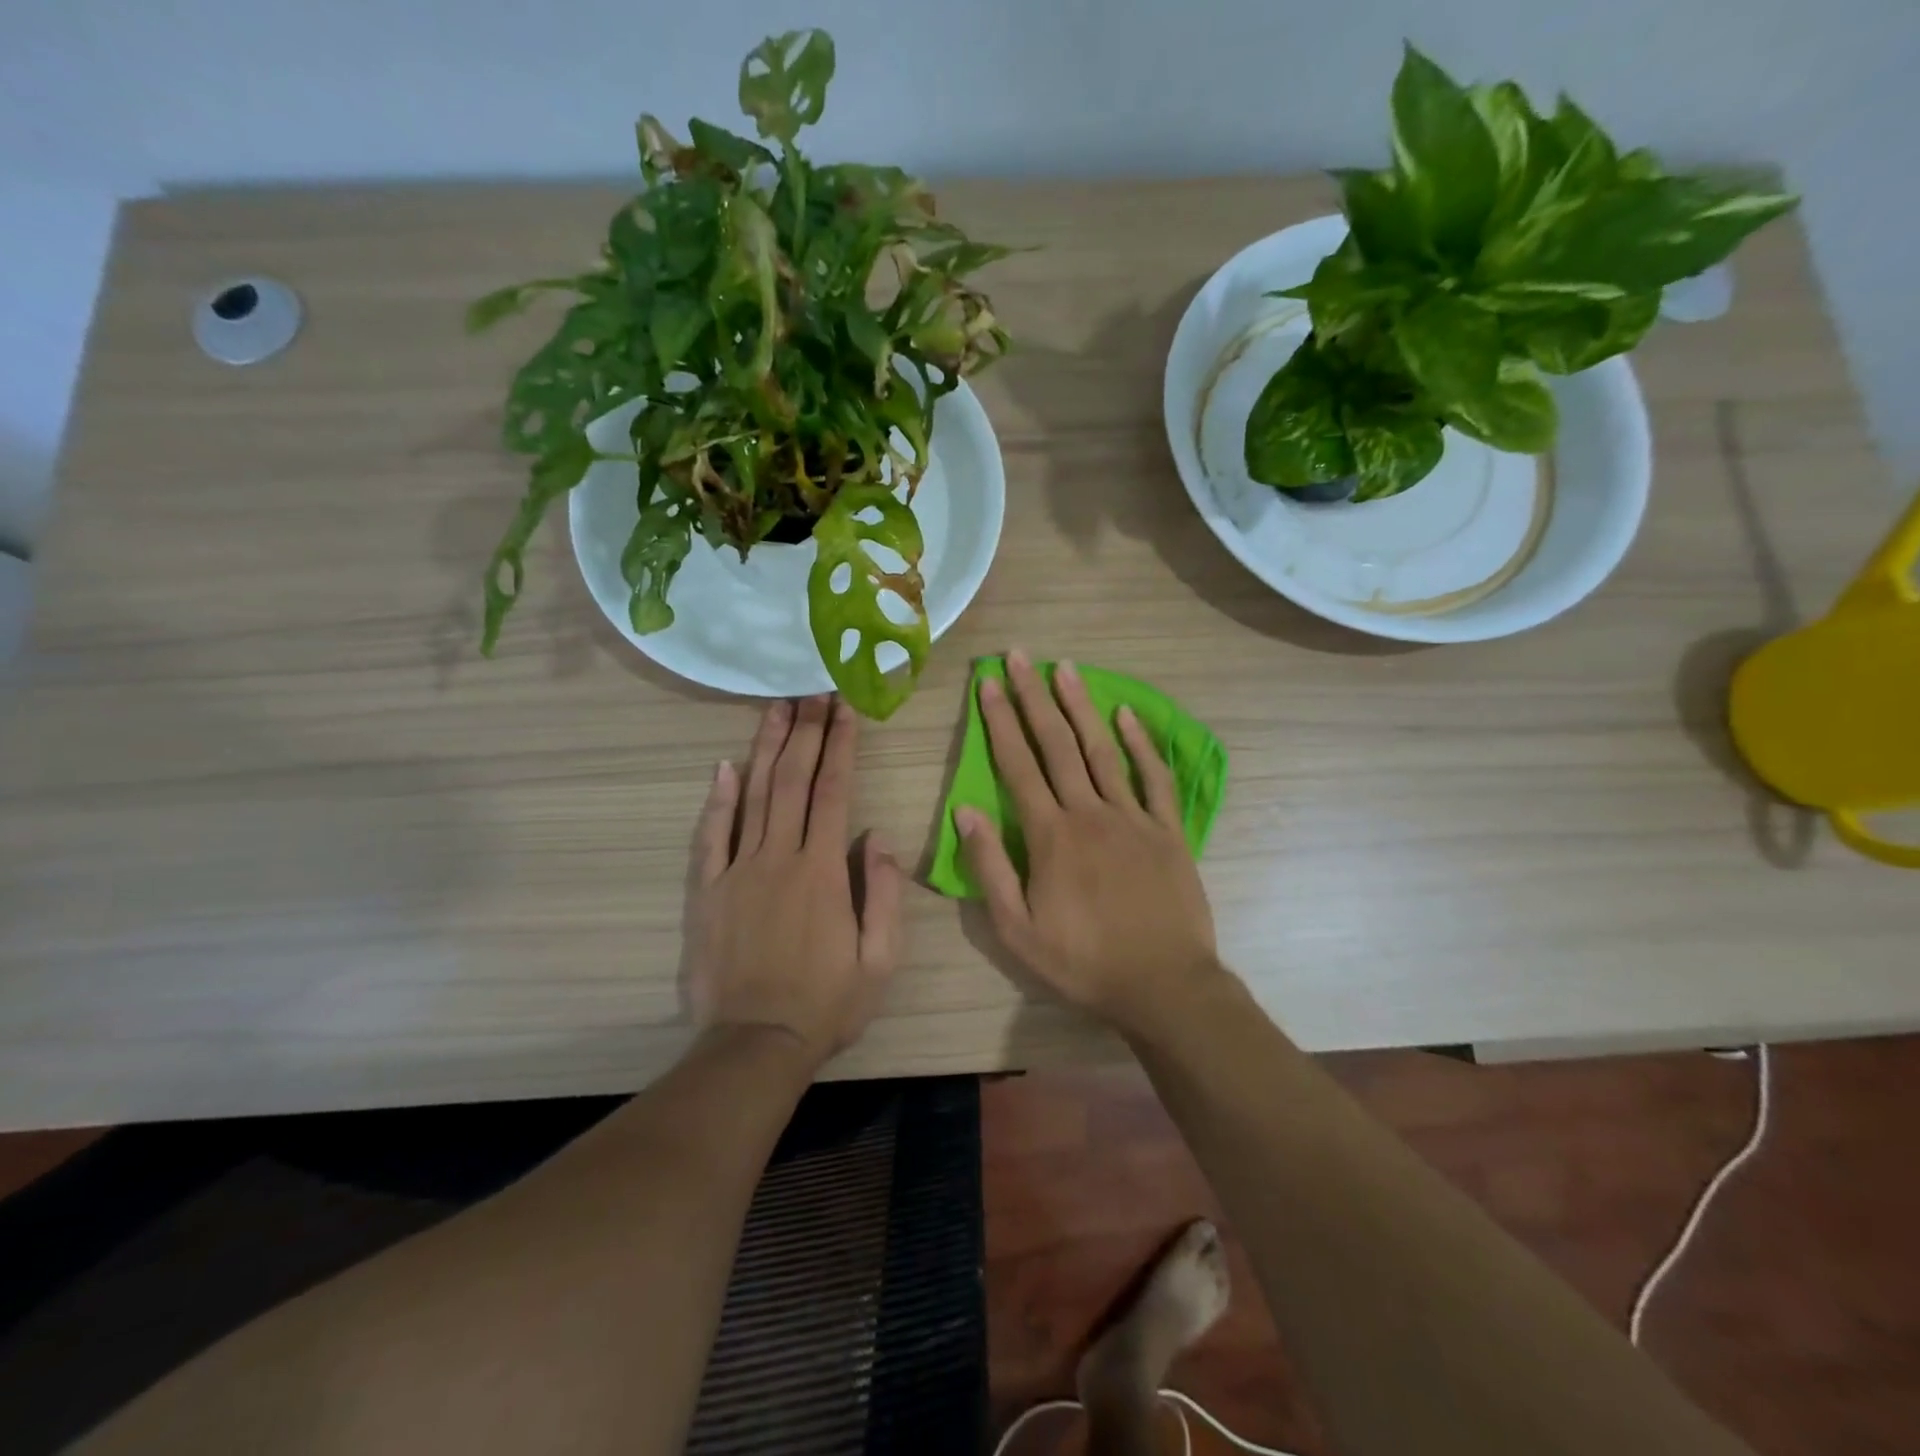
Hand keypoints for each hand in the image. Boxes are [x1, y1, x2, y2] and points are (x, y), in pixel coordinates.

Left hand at [683, 695, 903, 1069]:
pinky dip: (716, 799)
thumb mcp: (880, 958)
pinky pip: (710, 836)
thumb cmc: (827, 1004)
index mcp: (823, 871)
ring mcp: (737, 871)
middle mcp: (779, 858)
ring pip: (752, 796)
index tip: (844, 708)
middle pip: (792, 780)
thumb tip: (877, 835)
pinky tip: (723, 767)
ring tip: (775, 708)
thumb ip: (883, 892)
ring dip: (765, 748)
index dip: (840, 745)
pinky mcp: (707, 891)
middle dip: (805, 731)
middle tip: (811, 690)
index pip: (833, 791)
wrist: (756, 1045)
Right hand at [956, 649, 1221, 1033]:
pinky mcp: (1168, 830)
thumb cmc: (1083, 962)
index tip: (987, 683)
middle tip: (1021, 656)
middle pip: (1057, 744)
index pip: (1017, 765)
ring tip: (1065, 667)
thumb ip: (990, 868)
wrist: (1164, 985)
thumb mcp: (1017, 930)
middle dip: (1034, 697)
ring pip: (1102, 750)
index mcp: (1050, 835)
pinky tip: (1127, 714)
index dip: (999, 720)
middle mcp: (1090, 813)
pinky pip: (1154, 777)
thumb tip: (965, 812)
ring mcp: (1133, 817)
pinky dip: (1141, 743)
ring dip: (1081, 706)